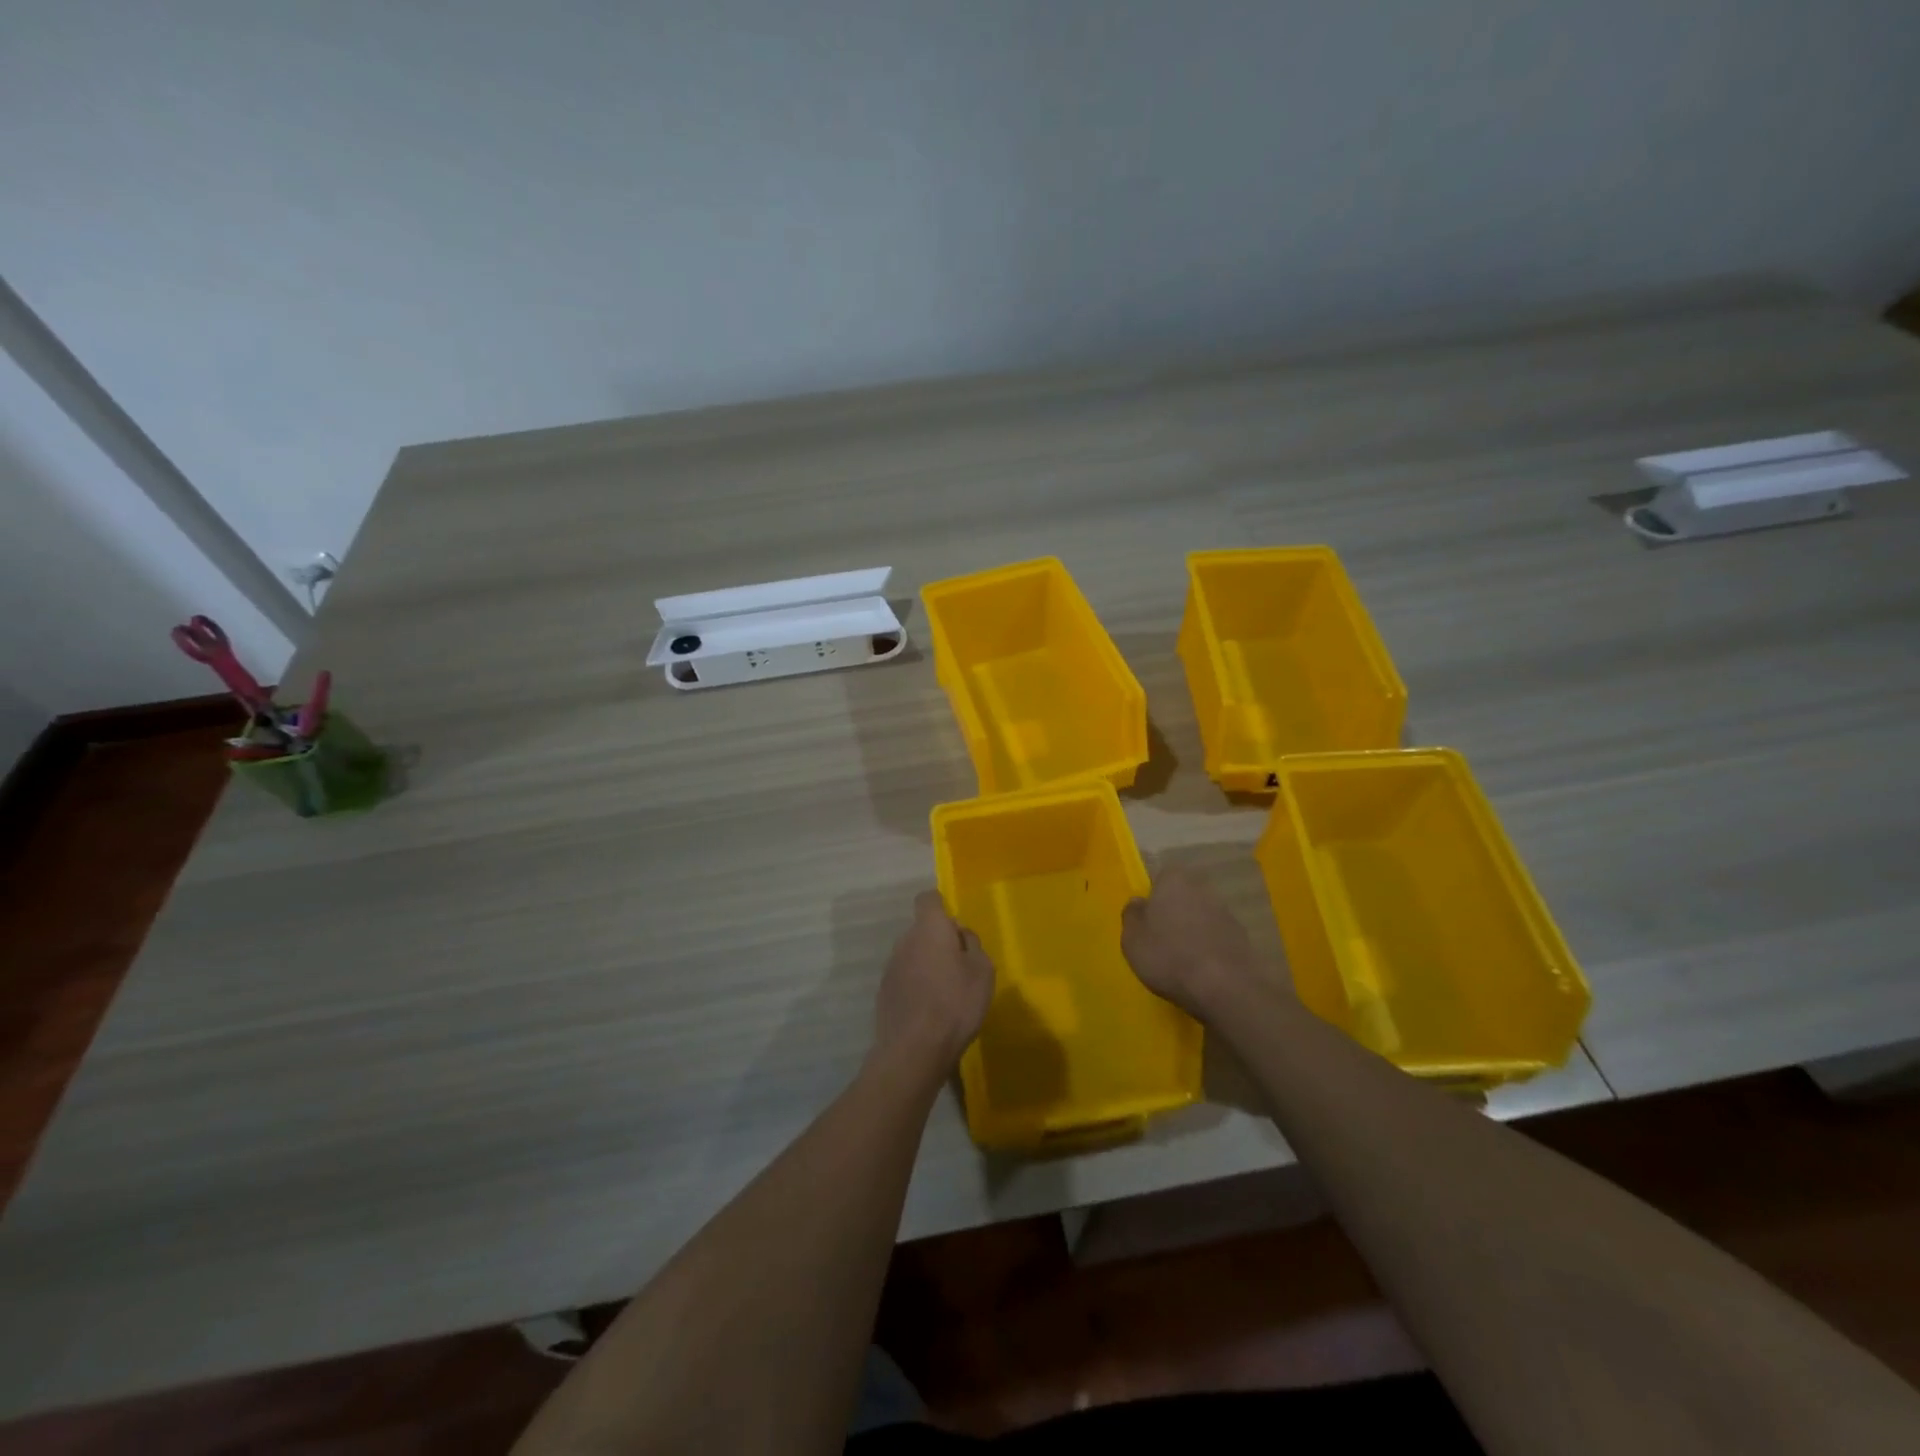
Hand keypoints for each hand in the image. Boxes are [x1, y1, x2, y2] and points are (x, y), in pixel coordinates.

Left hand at [873, 892, 995, 1069]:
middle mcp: (905, 941)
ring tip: (947, 992)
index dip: (941, 906)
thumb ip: (972, 945)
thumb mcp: (982, 971)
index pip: (928, 899)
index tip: (955, 926)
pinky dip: (917, 985)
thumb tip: (960, 934)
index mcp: (929, 929)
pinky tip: (930, 1010)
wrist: (914, 1049)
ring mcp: (891, 967)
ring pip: (913, 954)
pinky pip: (905, 977)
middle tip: (960, 965)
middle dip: (939, 941)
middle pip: (922, 930)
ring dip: (927, 964)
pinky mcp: (884, 992)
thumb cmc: (956, 1003)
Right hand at [1121, 867, 1276, 1019]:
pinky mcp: (1243, 938)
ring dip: (1193, 931)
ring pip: (1201, 917)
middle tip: (1161, 939)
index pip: (1160, 877)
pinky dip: (1209, 949)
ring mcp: (1227, 913)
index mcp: (1174, 880)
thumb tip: (1139, 903)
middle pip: (1183, 896)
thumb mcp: (1132, 938)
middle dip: (1174, 913)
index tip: (1146, 920)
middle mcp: (1203, 888)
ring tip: (1181, 960)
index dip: (1152, 897)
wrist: (1226, 988)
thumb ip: (1132, 915)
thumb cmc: (1169, 956)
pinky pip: (1217, 938)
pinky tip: (1201, 971)